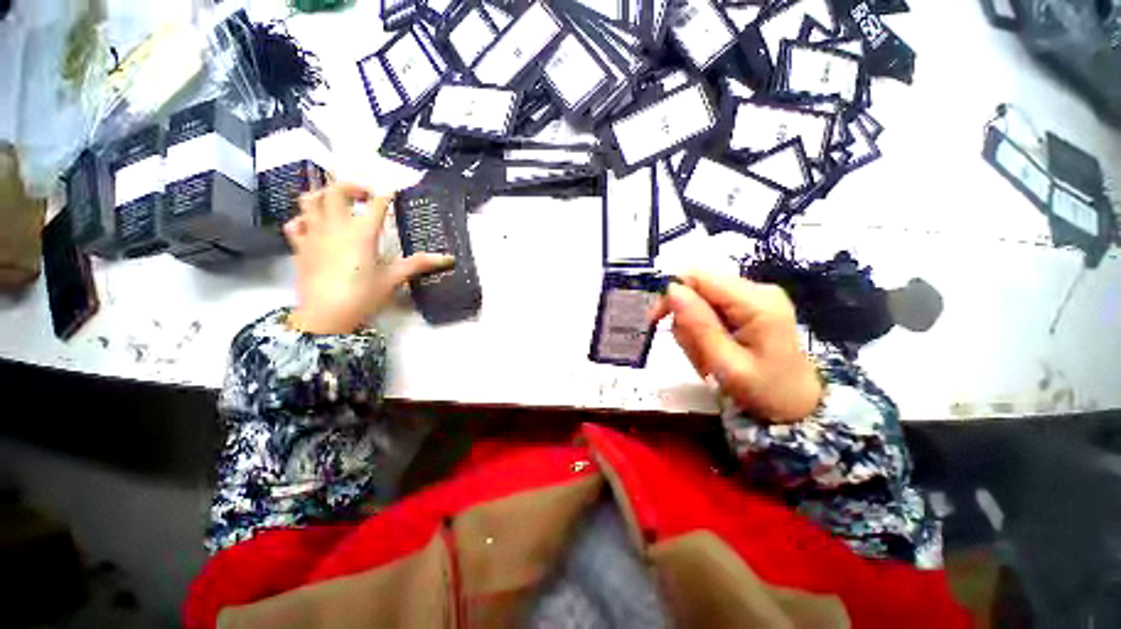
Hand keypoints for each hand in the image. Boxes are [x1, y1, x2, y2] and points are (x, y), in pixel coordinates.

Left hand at [283, 182, 453, 334]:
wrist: (325, 314)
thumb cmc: (363, 295)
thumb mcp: (394, 278)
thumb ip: (419, 264)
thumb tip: (449, 258)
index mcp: (362, 233)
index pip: (376, 205)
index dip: (386, 196)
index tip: (393, 193)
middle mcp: (336, 226)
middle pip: (337, 191)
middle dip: (352, 187)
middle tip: (366, 196)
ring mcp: (314, 234)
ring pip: (311, 200)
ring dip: (325, 195)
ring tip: (338, 203)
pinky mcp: (300, 246)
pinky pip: (296, 222)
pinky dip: (305, 219)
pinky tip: (315, 226)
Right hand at [651, 272, 822, 422]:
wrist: (796, 407)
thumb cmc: (764, 391)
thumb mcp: (725, 364)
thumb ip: (698, 325)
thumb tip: (671, 289)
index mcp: (756, 302)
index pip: (699, 277)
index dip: (671, 294)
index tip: (657, 321)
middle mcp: (757, 290)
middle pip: (699, 287)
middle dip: (685, 317)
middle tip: (692, 349)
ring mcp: (755, 297)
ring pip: (702, 299)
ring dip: (694, 327)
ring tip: (706, 355)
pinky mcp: (751, 306)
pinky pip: (712, 308)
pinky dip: (704, 328)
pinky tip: (713, 348)